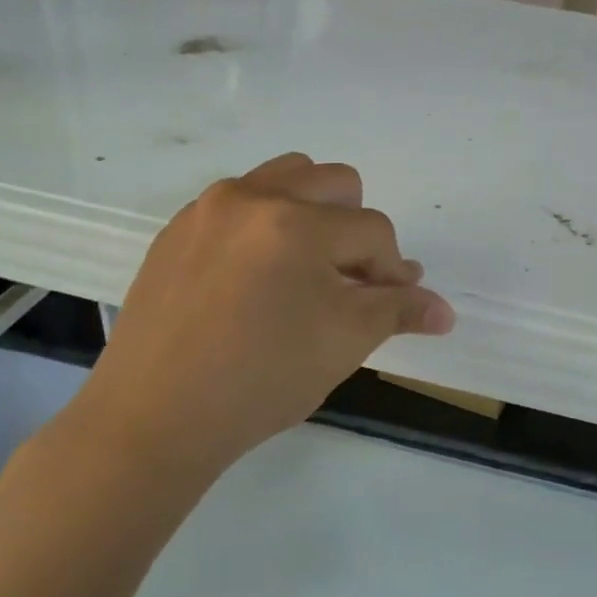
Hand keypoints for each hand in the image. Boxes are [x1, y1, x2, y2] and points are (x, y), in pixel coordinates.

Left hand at [79, 154, 453, 474]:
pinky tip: (255, 278)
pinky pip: (238, 203)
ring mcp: (208, 208)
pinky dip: (264, 224)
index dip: (393, 270)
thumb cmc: (261, 379)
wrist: (152, 419)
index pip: (373, 231)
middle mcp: (252, 196)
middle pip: (335, 182)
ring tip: (306, 266)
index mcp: (297, 221)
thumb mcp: (344, 343)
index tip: (391, 304)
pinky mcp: (177, 229)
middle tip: (349, 279)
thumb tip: (444, 310)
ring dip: (312, 211)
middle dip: (356, 228)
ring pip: (285, 177)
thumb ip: (399, 312)